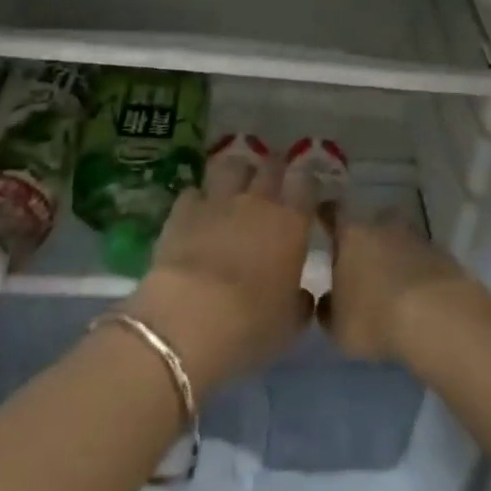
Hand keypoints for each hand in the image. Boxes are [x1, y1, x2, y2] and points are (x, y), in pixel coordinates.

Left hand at [127, 148, 314, 393]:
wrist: (190, 319)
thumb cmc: (250, 324)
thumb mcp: (289, 325)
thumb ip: (300, 303)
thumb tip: (302, 296)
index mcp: (291, 222)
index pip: (307, 182)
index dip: (307, 183)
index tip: (306, 193)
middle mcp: (258, 201)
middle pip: (270, 165)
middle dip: (273, 169)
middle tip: (272, 184)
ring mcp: (219, 201)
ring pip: (231, 165)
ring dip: (235, 173)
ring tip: (234, 186)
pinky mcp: (183, 211)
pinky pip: (194, 192)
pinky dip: (198, 199)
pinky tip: (196, 213)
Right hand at [320, 214, 490, 363]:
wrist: (436, 315)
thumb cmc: (375, 317)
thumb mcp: (339, 327)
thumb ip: (328, 310)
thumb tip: (328, 301)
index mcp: (351, 234)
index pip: (333, 212)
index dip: (326, 214)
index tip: (322, 216)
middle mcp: (382, 225)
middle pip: (371, 222)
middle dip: (366, 237)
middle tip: (361, 261)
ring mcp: (415, 236)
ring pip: (399, 238)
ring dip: (394, 254)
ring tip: (391, 282)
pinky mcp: (441, 253)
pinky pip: (421, 258)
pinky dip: (416, 270)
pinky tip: (415, 295)